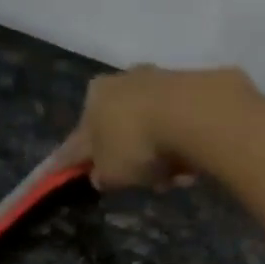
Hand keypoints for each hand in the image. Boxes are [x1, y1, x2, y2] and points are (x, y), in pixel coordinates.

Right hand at [53, 65, 255, 191]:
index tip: (71, 173)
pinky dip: (180, 148)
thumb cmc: (137, 144)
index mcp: (93, 97)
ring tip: (172, 178)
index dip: (74, 160)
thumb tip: (98, 175)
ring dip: (159, 158)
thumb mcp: (110, 173)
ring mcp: (157, 81)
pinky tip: (190, 165)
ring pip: (152, 132)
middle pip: (120, 132)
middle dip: (130, 160)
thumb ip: (100, 176)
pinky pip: (178, 129)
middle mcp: (122, 81)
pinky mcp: (190, 88)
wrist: (192, 114)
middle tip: (141, 182)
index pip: (78, 138)